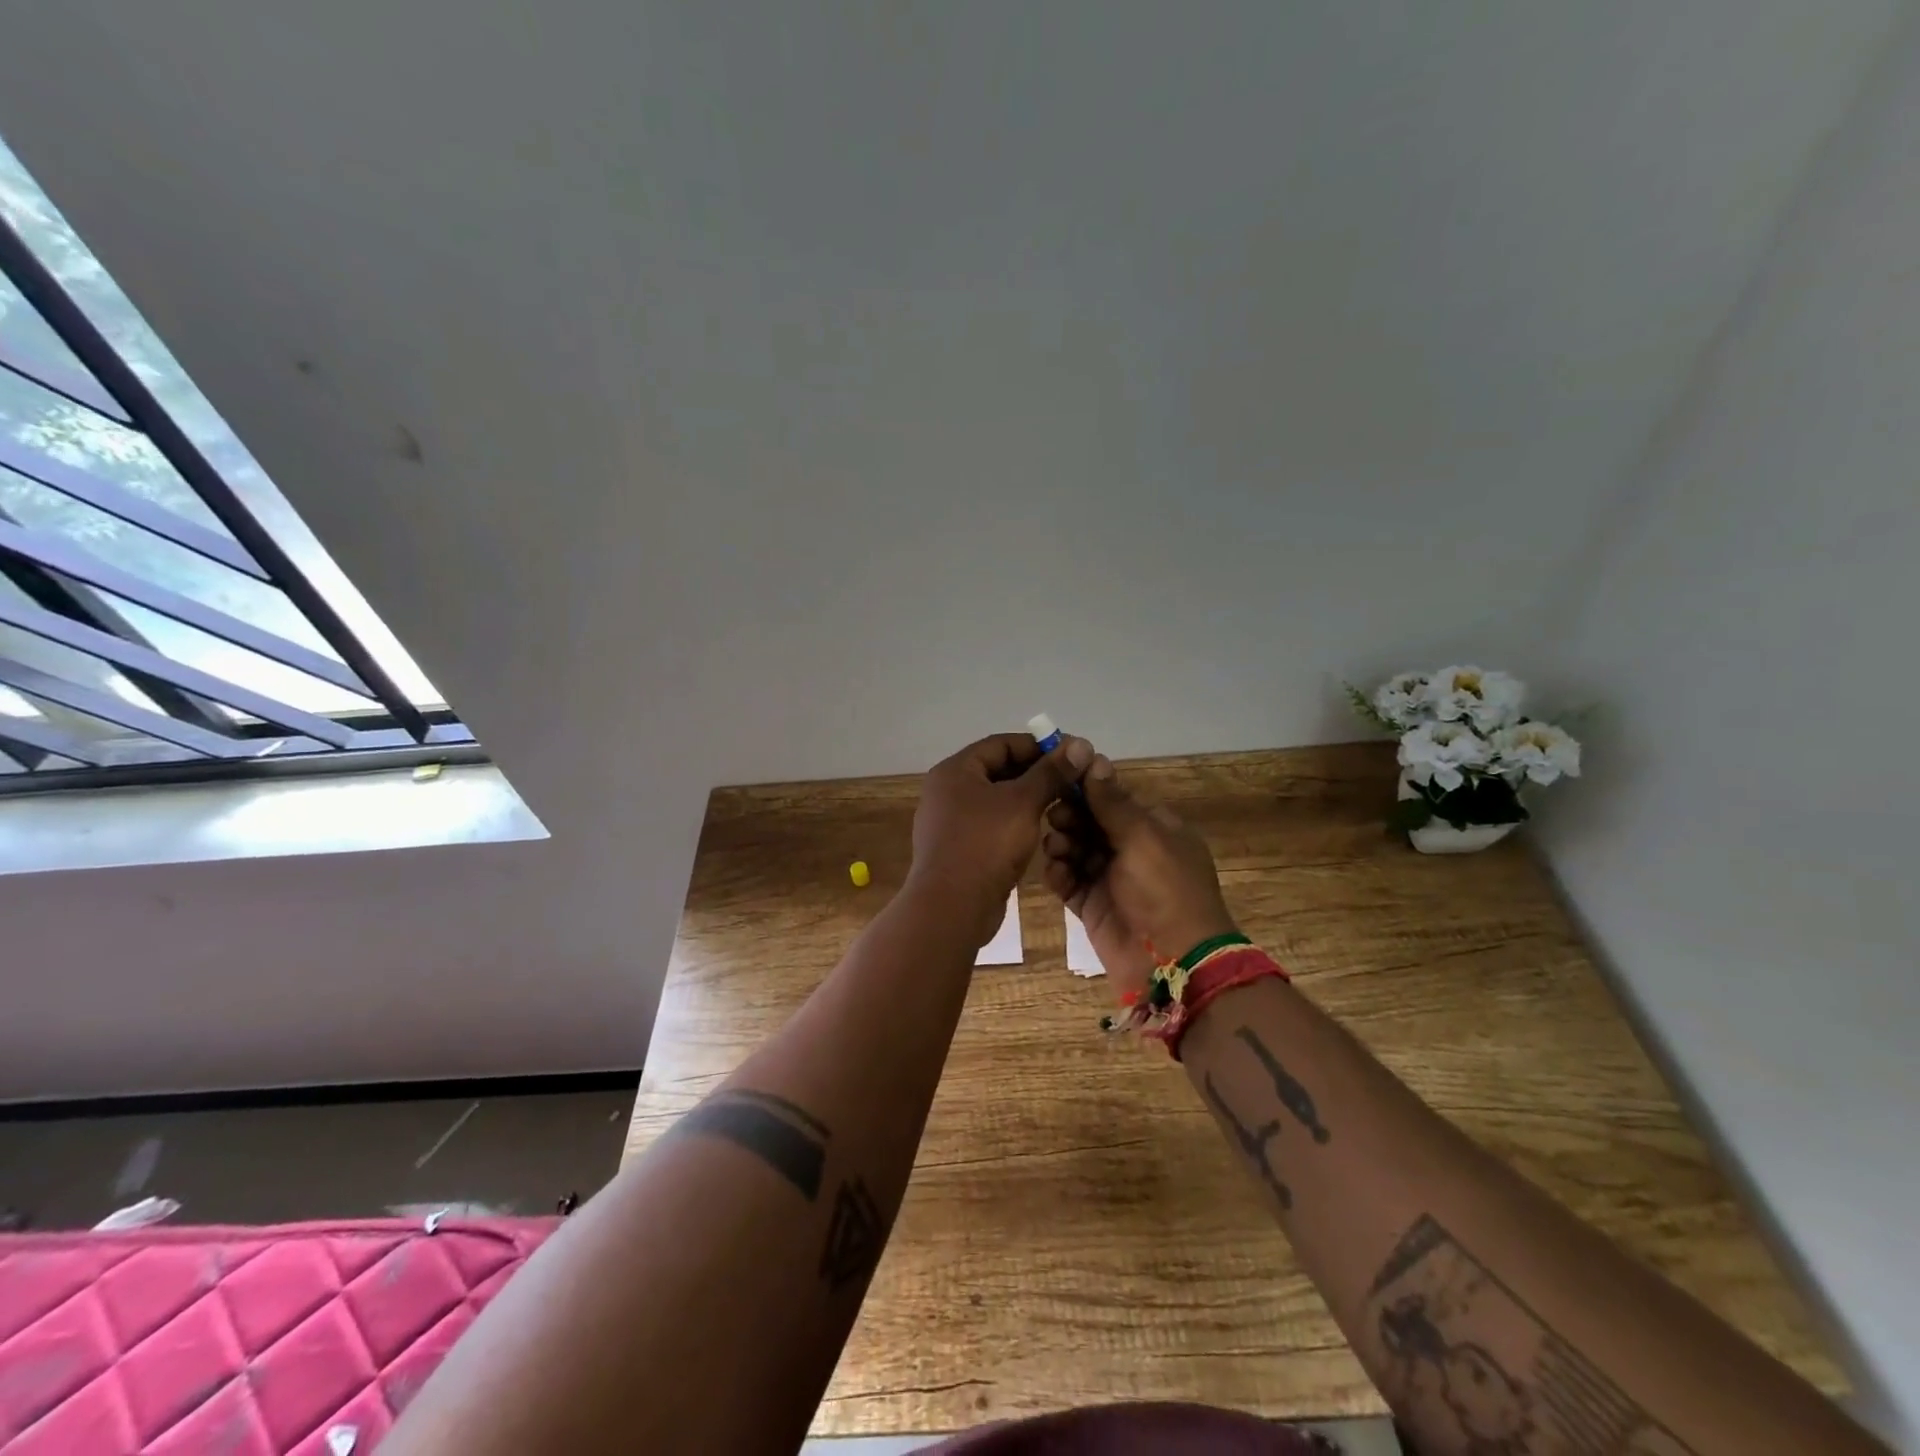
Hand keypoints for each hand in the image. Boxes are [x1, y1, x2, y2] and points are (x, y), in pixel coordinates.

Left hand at [909, 732, 1094, 945]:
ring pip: (995, 800)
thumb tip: (1079, 744)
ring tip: (1061, 804)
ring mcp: (950, 822)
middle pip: (997, 770)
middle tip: (1071, 781)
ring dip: (1027, 799)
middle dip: (1035, 774)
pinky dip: (1014, 823)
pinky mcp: (958, 849)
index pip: (1000, 744)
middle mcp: (947, 791)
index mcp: (955, 771)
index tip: (1070, 755)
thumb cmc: (986, 844)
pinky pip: (990, 825)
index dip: (1037, 746)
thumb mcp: (1023, 802)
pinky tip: (1039, 831)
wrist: (952, 907)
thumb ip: (1051, 773)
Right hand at [1040, 754, 1236, 999]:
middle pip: (1089, 821)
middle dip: (1069, 817)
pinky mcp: (1092, 905)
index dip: (1084, 788)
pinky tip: (1056, 873)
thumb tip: (1093, 757)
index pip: (1112, 797)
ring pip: (1075, 849)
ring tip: (1056, 850)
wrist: (1174, 964)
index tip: (1056, 780)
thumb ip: (1112, 801)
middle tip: (1055, 819)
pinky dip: (1059, 874)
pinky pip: (1068, 880)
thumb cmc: (1165, 890)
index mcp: (1154, 827)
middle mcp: (1132, 849)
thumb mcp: (1143, 837)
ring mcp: (1111, 878)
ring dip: (1061, 844)